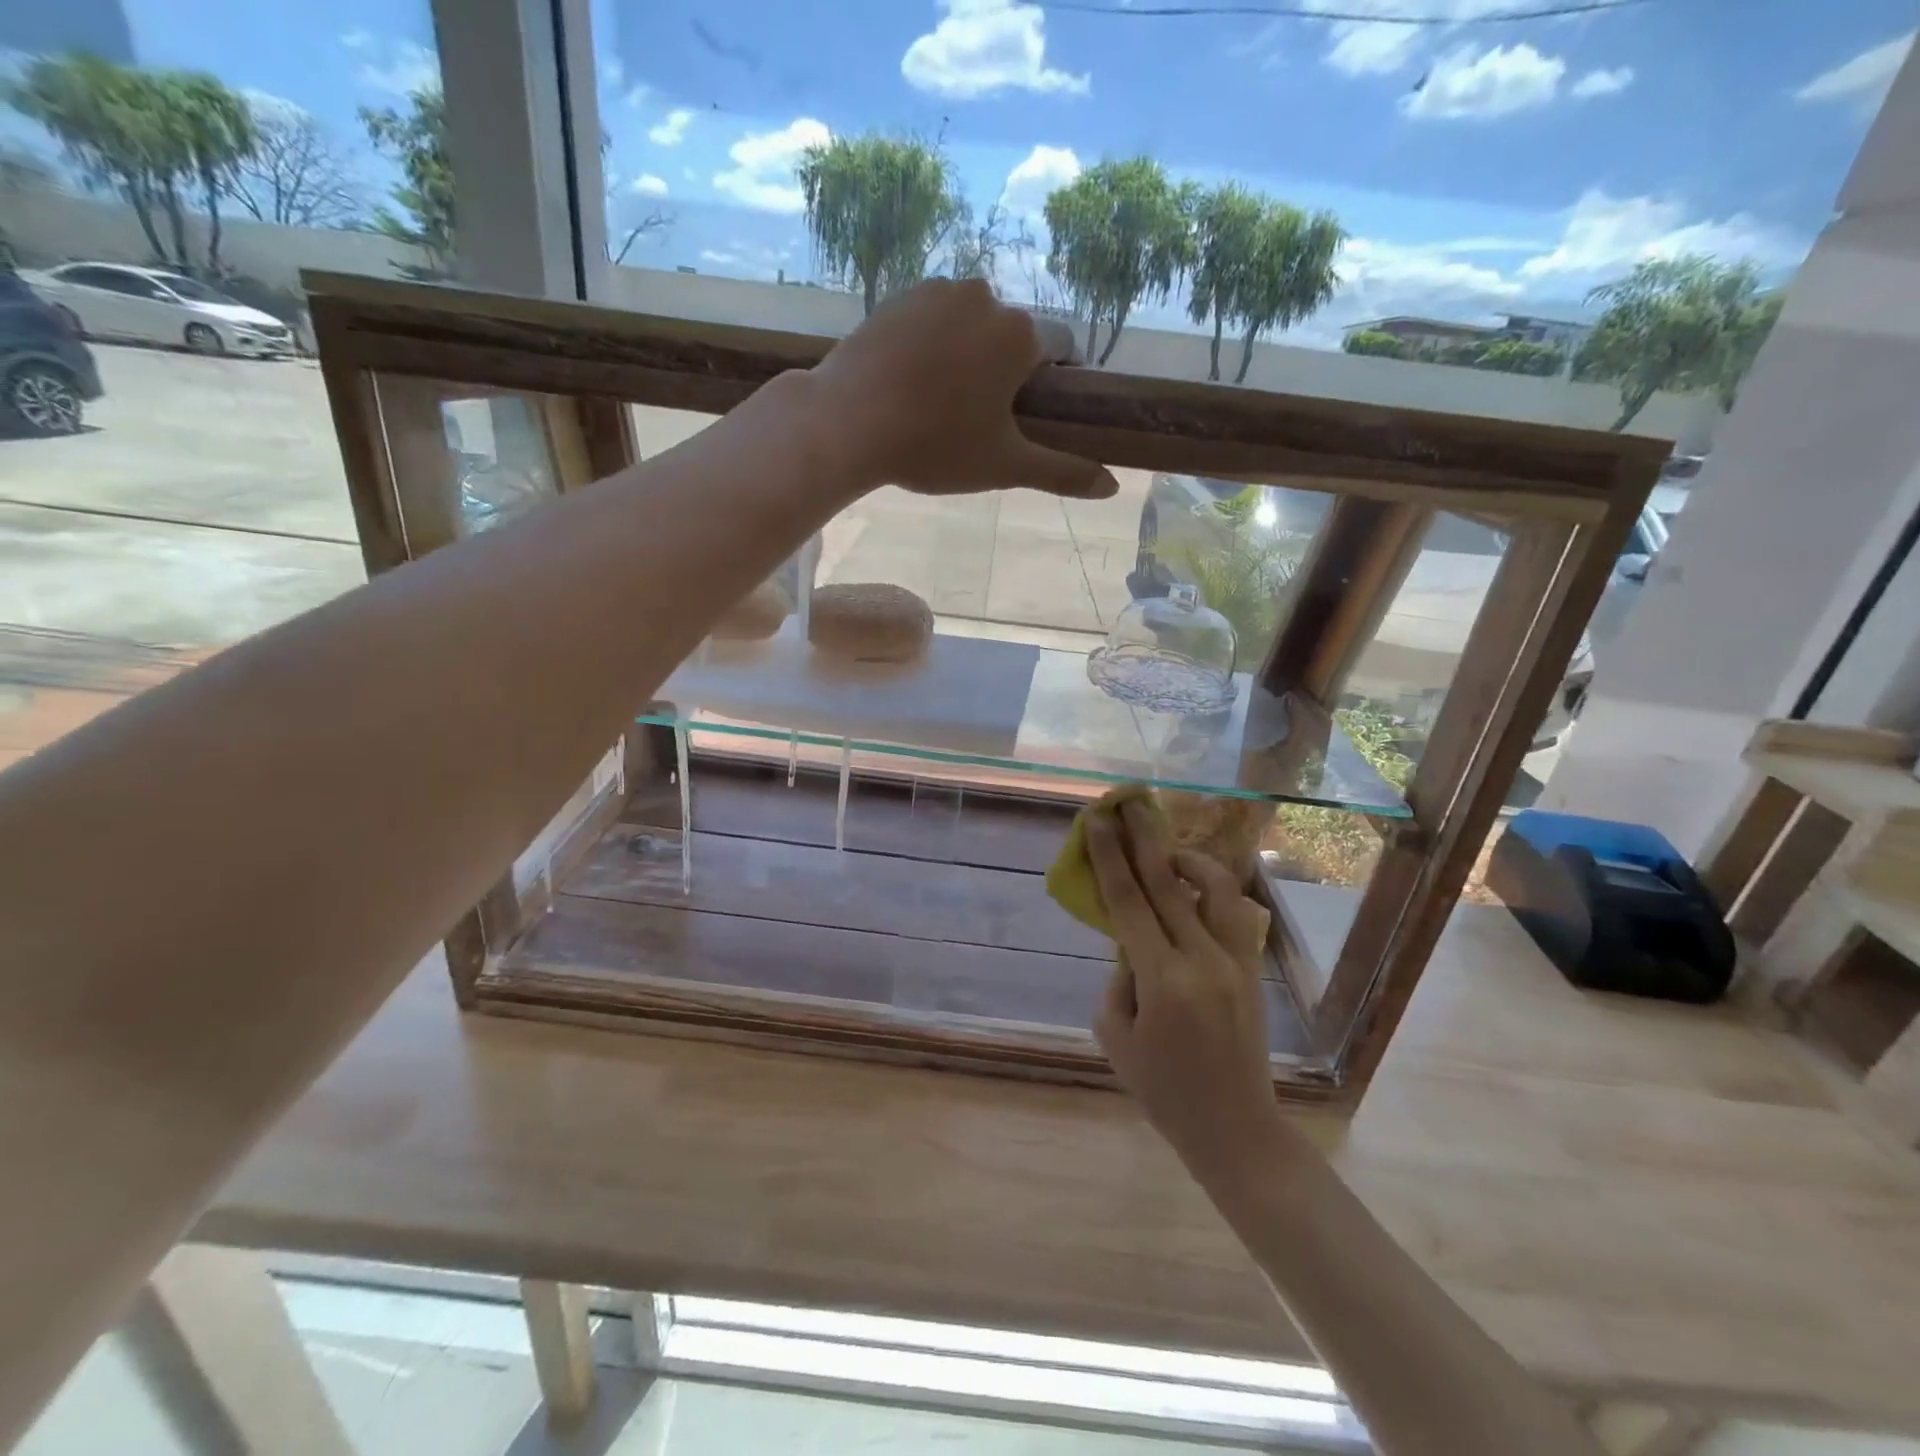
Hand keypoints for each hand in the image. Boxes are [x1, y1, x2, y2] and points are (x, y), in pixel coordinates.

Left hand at [809, 278, 1117, 500]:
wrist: (846, 422)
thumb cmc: (935, 445)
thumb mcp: (1005, 466)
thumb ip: (1062, 472)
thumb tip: (1112, 486)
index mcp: (1020, 333)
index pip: (1062, 344)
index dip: (1057, 379)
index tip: (1038, 410)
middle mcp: (985, 296)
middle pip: (1014, 334)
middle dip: (1009, 368)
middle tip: (983, 417)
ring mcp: (937, 291)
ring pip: (972, 324)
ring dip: (970, 354)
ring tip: (943, 401)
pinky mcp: (898, 296)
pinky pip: (933, 319)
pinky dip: (934, 344)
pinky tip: (913, 381)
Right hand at [1086, 799, 1281, 1177]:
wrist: (1235, 1127)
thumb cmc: (1163, 1090)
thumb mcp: (1117, 1036)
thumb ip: (1118, 979)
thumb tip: (1129, 944)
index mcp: (1163, 980)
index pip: (1129, 901)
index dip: (1109, 856)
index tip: (1097, 820)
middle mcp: (1202, 959)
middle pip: (1168, 882)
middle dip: (1144, 837)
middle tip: (1127, 802)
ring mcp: (1234, 961)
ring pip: (1214, 888)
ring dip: (1186, 858)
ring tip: (1164, 849)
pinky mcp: (1251, 968)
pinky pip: (1234, 912)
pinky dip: (1212, 889)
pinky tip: (1194, 887)